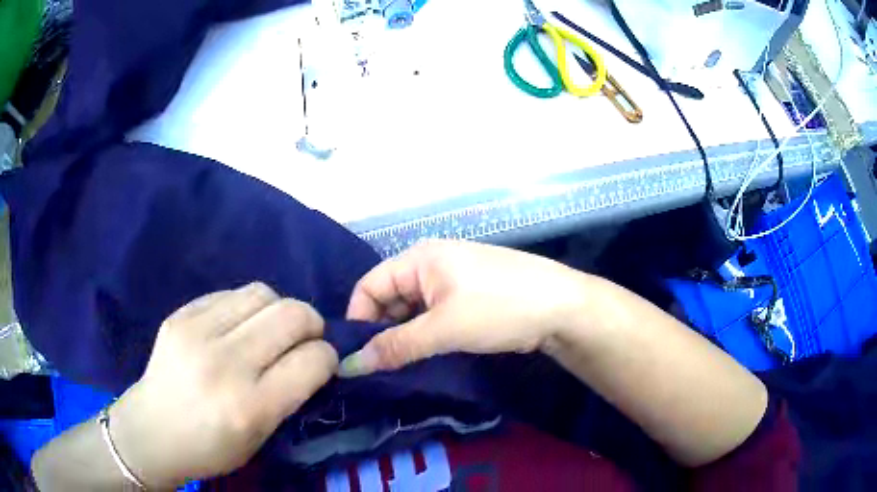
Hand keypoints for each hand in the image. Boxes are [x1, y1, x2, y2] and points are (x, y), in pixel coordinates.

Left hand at [109, 283, 337, 488]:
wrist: (151, 431)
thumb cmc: (210, 447)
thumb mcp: (260, 438)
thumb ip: (290, 397)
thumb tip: (315, 357)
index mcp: (250, 407)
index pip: (312, 360)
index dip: (328, 357)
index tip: (324, 362)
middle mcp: (225, 364)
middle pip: (292, 315)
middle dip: (312, 323)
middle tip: (305, 338)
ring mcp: (197, 332)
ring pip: (262, 293)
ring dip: (279, 309)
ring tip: (270, 329)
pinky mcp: (180, 315)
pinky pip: (230, 294)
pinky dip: (246, 307)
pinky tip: (237, 327)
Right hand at [340, 240, 591, 376]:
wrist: (561, 307)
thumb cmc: (499, 308)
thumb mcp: (444, 329)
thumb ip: (396, 346)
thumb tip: (351, 365)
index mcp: (419, 258)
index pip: (368, 286)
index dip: (359, 320)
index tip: (358, 358)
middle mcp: (430, 263)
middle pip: (389, 298)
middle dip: (381, 331)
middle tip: (379, 368)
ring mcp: (451, 279)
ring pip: (411, 309)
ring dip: (404, 335)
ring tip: (399, 367)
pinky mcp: (467, 296)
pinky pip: (432, 314)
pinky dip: (424, 334)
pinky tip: (423, 356)